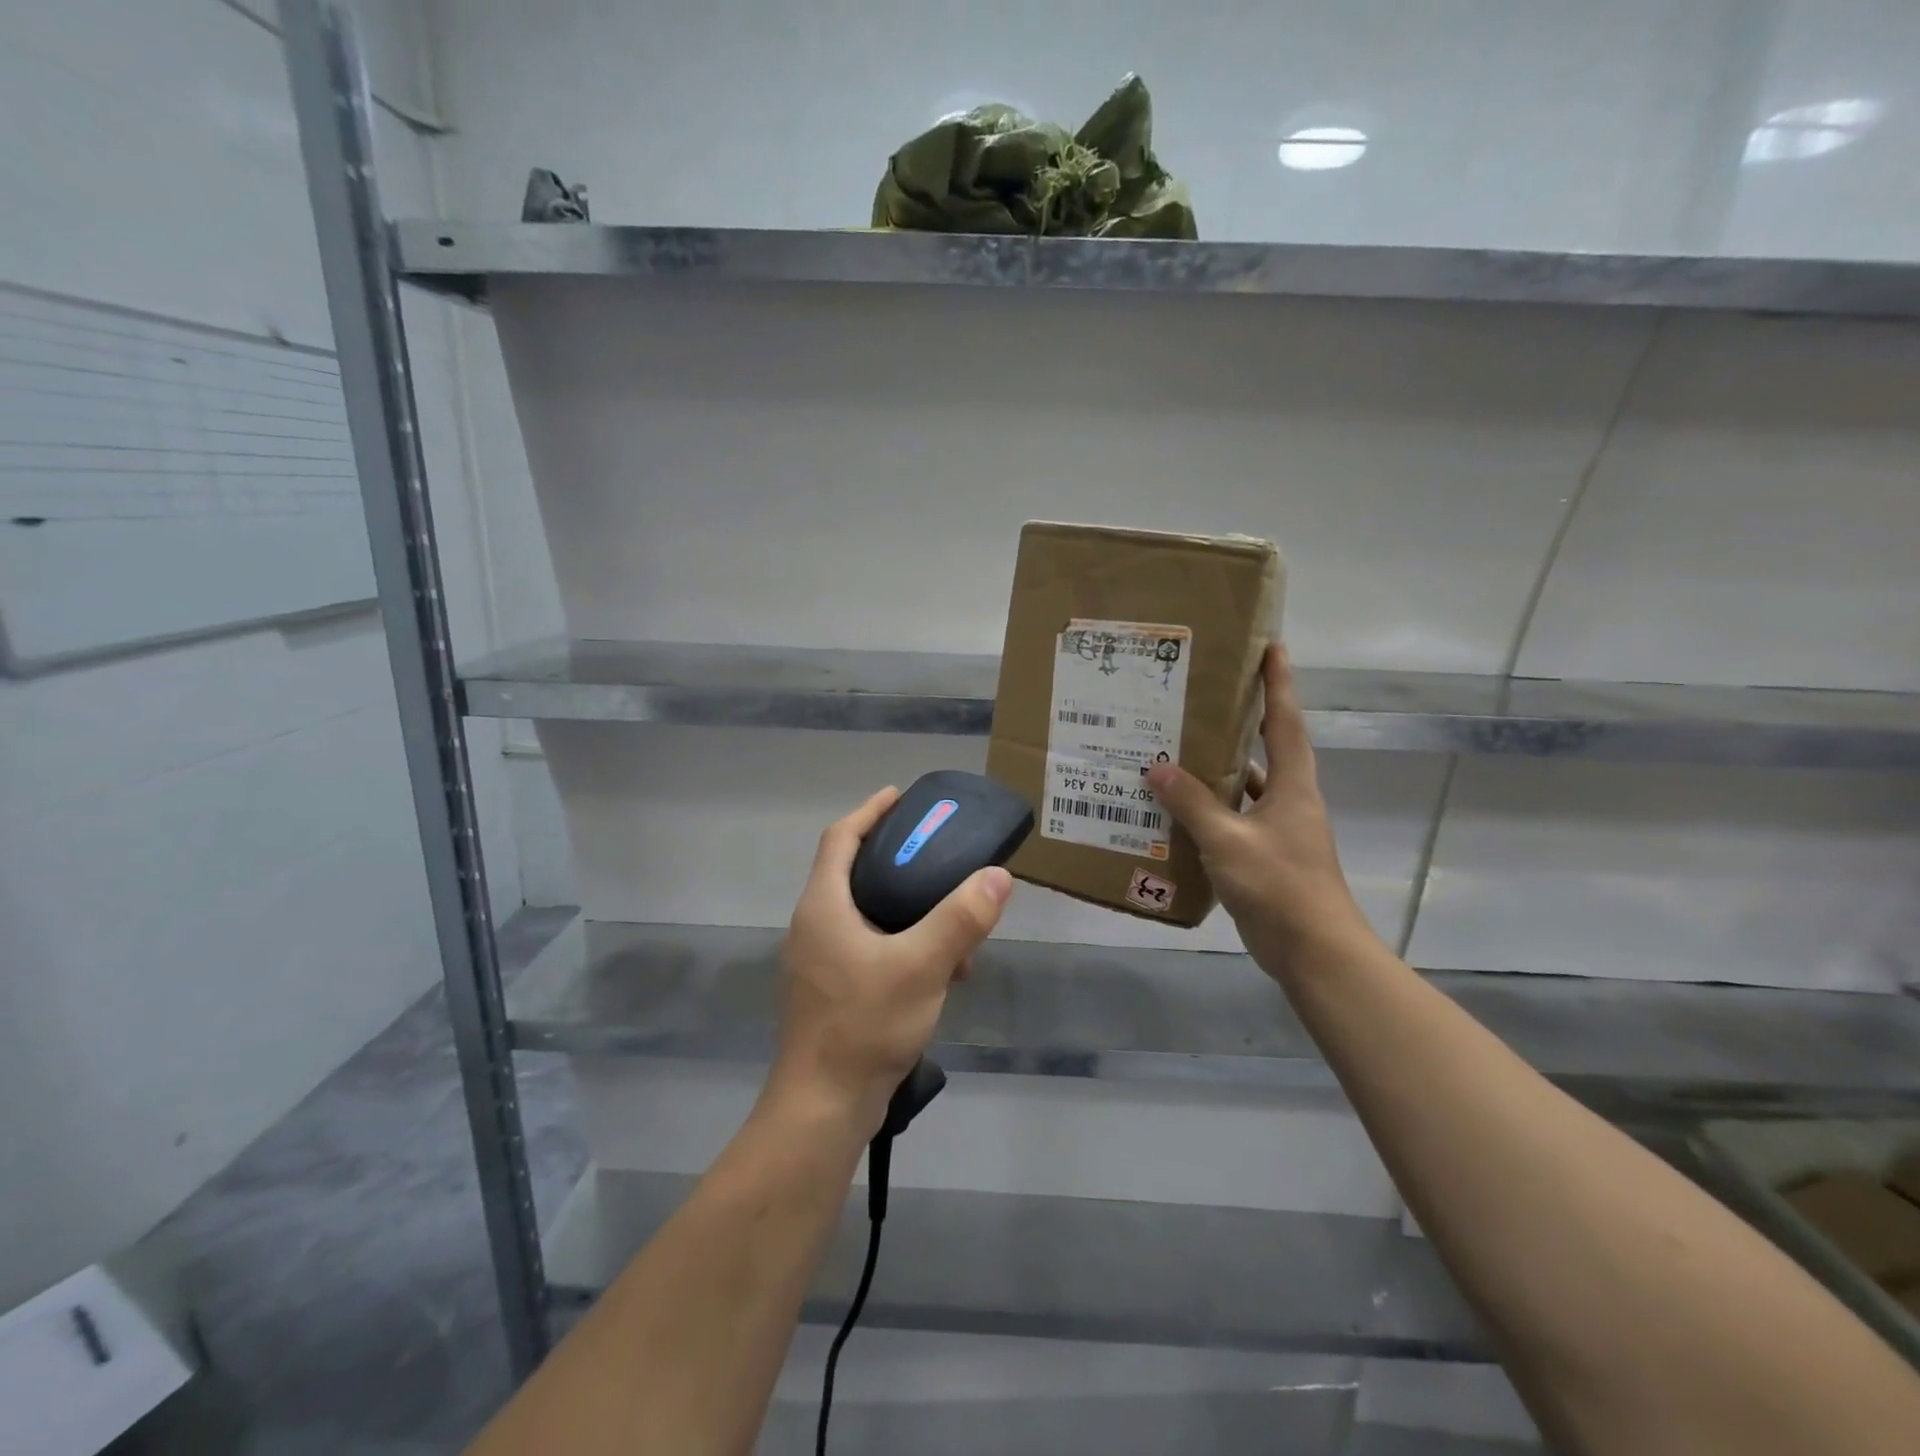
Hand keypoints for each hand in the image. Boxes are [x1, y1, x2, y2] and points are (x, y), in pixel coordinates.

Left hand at [769, 786, 1013, 1132]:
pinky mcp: (830, 992)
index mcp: (823, 906)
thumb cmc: (864, 1025)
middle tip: (939, 855)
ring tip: (953, 922)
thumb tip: (997, 876)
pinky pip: (868, 948)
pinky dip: (902, 944)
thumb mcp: (922, 966)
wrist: (823, 1107)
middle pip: (853, 872)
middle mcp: (814, 926)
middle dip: (897, 860)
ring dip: (907, 910)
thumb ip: (960, 919)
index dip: (871, 811)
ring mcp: (818, 962)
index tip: (901, 796)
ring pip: (865, 915)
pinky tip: (939, 970)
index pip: (841, 838)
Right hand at [1147, 644, 1377, 977]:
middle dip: (1242, 721)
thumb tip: (1156, 768)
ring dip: (1217, 772)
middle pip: (1266, 749)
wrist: (1313, 950)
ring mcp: (1278, 831)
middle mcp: (1289, 801)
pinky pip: (1233, 821)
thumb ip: (1192, 803)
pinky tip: (1176, 812)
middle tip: (1202, 697)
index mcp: (1292, 786)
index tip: (1271, 646)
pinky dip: (1209, 813)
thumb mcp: (1228, 840)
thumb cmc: (1279, 885)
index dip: (1279, 683)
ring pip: (1245, 788)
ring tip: (1175, 751)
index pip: (1285, 722)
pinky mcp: (1265, 857)